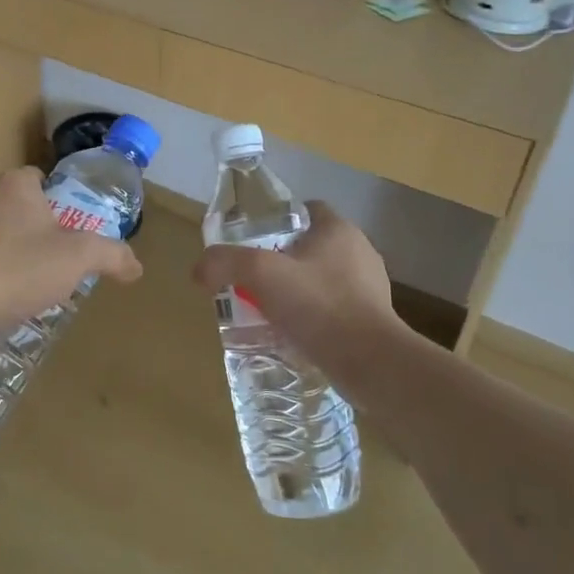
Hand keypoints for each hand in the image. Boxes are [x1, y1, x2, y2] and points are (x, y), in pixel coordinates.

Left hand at [0, 167, 142, 333]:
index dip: (55, 202)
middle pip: (12, 202)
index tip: (64, 231)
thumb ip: (111, 255)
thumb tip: (136, 265)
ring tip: (17, 280)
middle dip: (27, 225)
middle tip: (45, 258)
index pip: (38, 178)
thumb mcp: (78, 259)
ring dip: (0, 244)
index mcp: (14, 183)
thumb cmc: (19, 267)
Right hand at [192, 202, 399, 366]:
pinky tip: (292, 336)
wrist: (371, 363)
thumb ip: (225, 262)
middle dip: (282, 261)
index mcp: (339, 230)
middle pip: (311, 247)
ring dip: (297, 292)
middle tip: (252, 280)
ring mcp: (370, 288)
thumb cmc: (318, 305)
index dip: (277, 221)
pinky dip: (312, 318)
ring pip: (322, 280)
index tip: (253, 241)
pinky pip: (333, 310)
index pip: (306, 210)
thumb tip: (200, 270)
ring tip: (268, 311)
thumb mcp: (260, 274)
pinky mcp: (373, 321)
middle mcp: (360, 252)